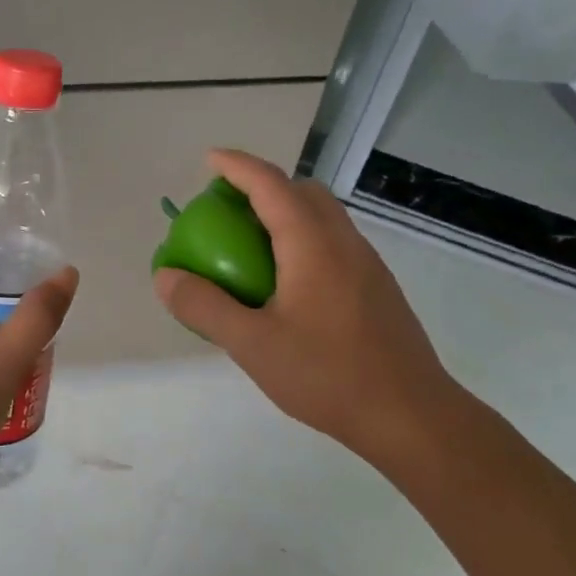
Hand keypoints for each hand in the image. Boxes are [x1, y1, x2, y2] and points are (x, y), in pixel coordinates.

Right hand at [152, 150, 464, 472]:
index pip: (271, 184)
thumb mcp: (251, 344)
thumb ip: (204, 307)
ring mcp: (367, 264)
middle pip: (303, 192)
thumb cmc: (327, 375)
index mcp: (312, 244)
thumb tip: (166, 276)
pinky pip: (334, 243)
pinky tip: (287, 285)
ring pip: (323, 217)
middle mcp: (344, 242)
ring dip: (286, 213)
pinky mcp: (377, 288)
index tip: (209, 160)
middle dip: (264, 185)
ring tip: (252, 246)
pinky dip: (303, 240)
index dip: (237, 166)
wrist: (410, 415)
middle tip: (228, 209)